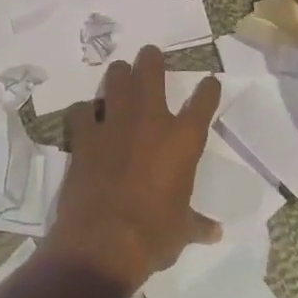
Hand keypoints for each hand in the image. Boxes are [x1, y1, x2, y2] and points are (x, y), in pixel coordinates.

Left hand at [48, 46, 221, 291]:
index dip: (208, 89)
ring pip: (116, 80)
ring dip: (119, 75)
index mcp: (183, 140)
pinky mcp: (85, 135)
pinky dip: (84, 111)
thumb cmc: (154, 236)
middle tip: (150, 55)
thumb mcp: (182, 231)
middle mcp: (151, 121)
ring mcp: (115, 124)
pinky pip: (81, 110)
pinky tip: (85, 116)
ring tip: (120, 73)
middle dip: (152, 59)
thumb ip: (197, 224)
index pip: (203, 102)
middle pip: (152, 72)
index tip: (210, 82)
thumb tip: (216, 232)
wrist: (105, 242)